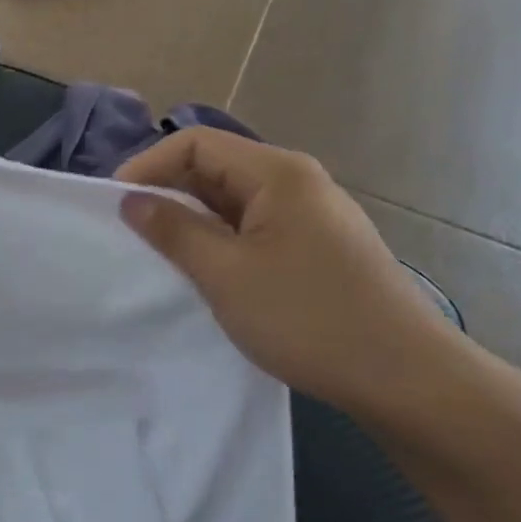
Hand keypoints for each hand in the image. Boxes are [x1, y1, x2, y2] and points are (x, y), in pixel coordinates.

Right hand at [116, 130, 467, 424]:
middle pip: (215, 167)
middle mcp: (297, 181)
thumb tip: (131, 199)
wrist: (405, 378)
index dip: (148, 166)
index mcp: (278, 172)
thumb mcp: (226, 274)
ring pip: (234, 200)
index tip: (115, 206)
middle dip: (168, 192)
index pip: (195, 143)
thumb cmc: (308, 318)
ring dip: (193, 220)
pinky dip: (221, 240)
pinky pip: (255, 227)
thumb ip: (173, 230)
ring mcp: (311, 215)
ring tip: (161, 255)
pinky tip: (207, 272)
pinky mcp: (317, 247)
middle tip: (131, 233)